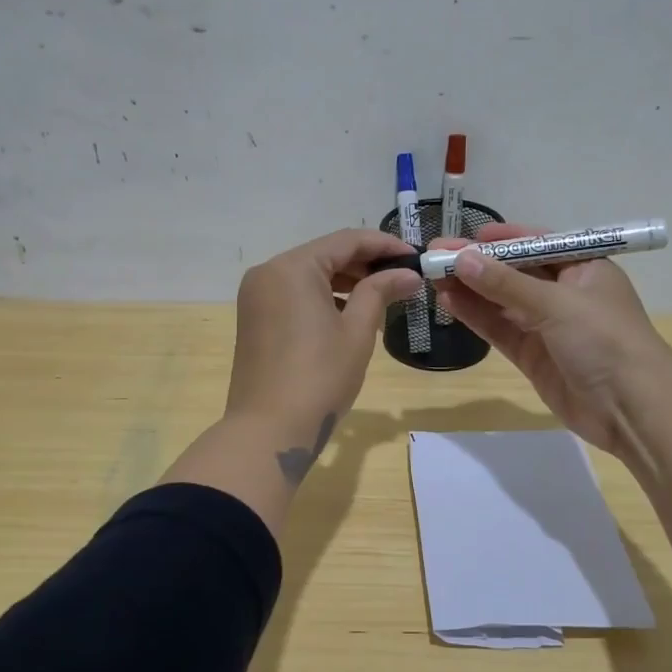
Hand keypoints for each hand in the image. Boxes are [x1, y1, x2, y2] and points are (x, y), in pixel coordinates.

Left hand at [226, 229, 420, 472]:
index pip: (346, 241)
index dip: (385, 245)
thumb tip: (408, 273)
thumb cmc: (320, 377)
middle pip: (325, 255)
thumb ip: (380, 292)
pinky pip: (295, 295)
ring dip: (346, 282)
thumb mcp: (357, 331)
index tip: (416, 257)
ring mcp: (257, 296)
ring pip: (310, 276)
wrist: (269, 430)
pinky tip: (352, 314)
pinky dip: (324, 298)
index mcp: (292, 267)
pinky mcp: (255, 319)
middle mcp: (268, 273)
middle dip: (366, 264)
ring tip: (385, 296)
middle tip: (404, 278)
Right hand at [430, 222, 671, 453]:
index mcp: (583, 267)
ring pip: (501, 301)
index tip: (465, 237)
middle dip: (476, 264)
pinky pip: (499, 329)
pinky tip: (449, 303)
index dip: (501, 240)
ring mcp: (547, 326)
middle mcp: (564, 293)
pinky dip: (476, 316)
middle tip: (434, 256)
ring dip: (469, 290)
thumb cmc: (604, 340)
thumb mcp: (556, 304)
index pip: (536, 244)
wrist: (632, 409)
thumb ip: (505, 283)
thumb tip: (461, 259)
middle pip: (513, 272)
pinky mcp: (533, 356)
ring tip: (432, 277)